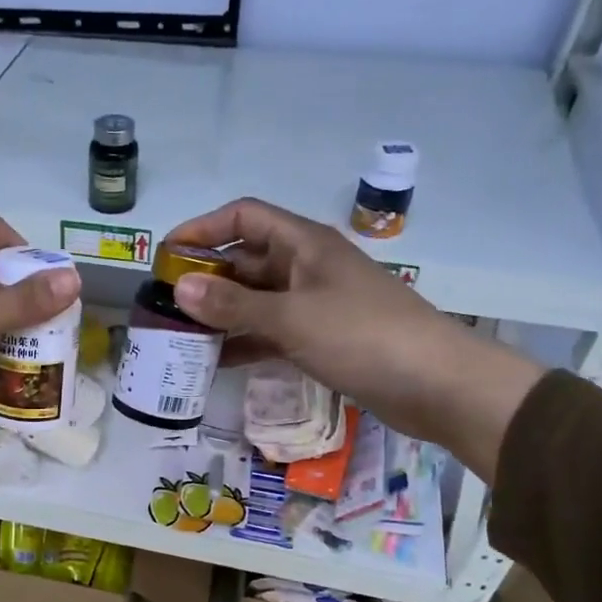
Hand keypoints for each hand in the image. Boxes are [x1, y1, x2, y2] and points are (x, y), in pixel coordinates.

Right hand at [163, 198, 542, 480]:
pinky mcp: (321, 338)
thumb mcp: (291, 318)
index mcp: (304, 244)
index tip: (165, 255)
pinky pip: (270, 332)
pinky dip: (244, 342)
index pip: (243, 217)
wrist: (438, 384)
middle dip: (205, 277)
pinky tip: (215, 362)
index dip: (202, 228)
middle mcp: (306, 267)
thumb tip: (178, 286)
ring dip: (220, 314)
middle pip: (246, 259)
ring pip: (255, 300)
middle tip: (163, 305)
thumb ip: (233, 304)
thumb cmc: (364, 337)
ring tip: (180, 336)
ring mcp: (314, 304)